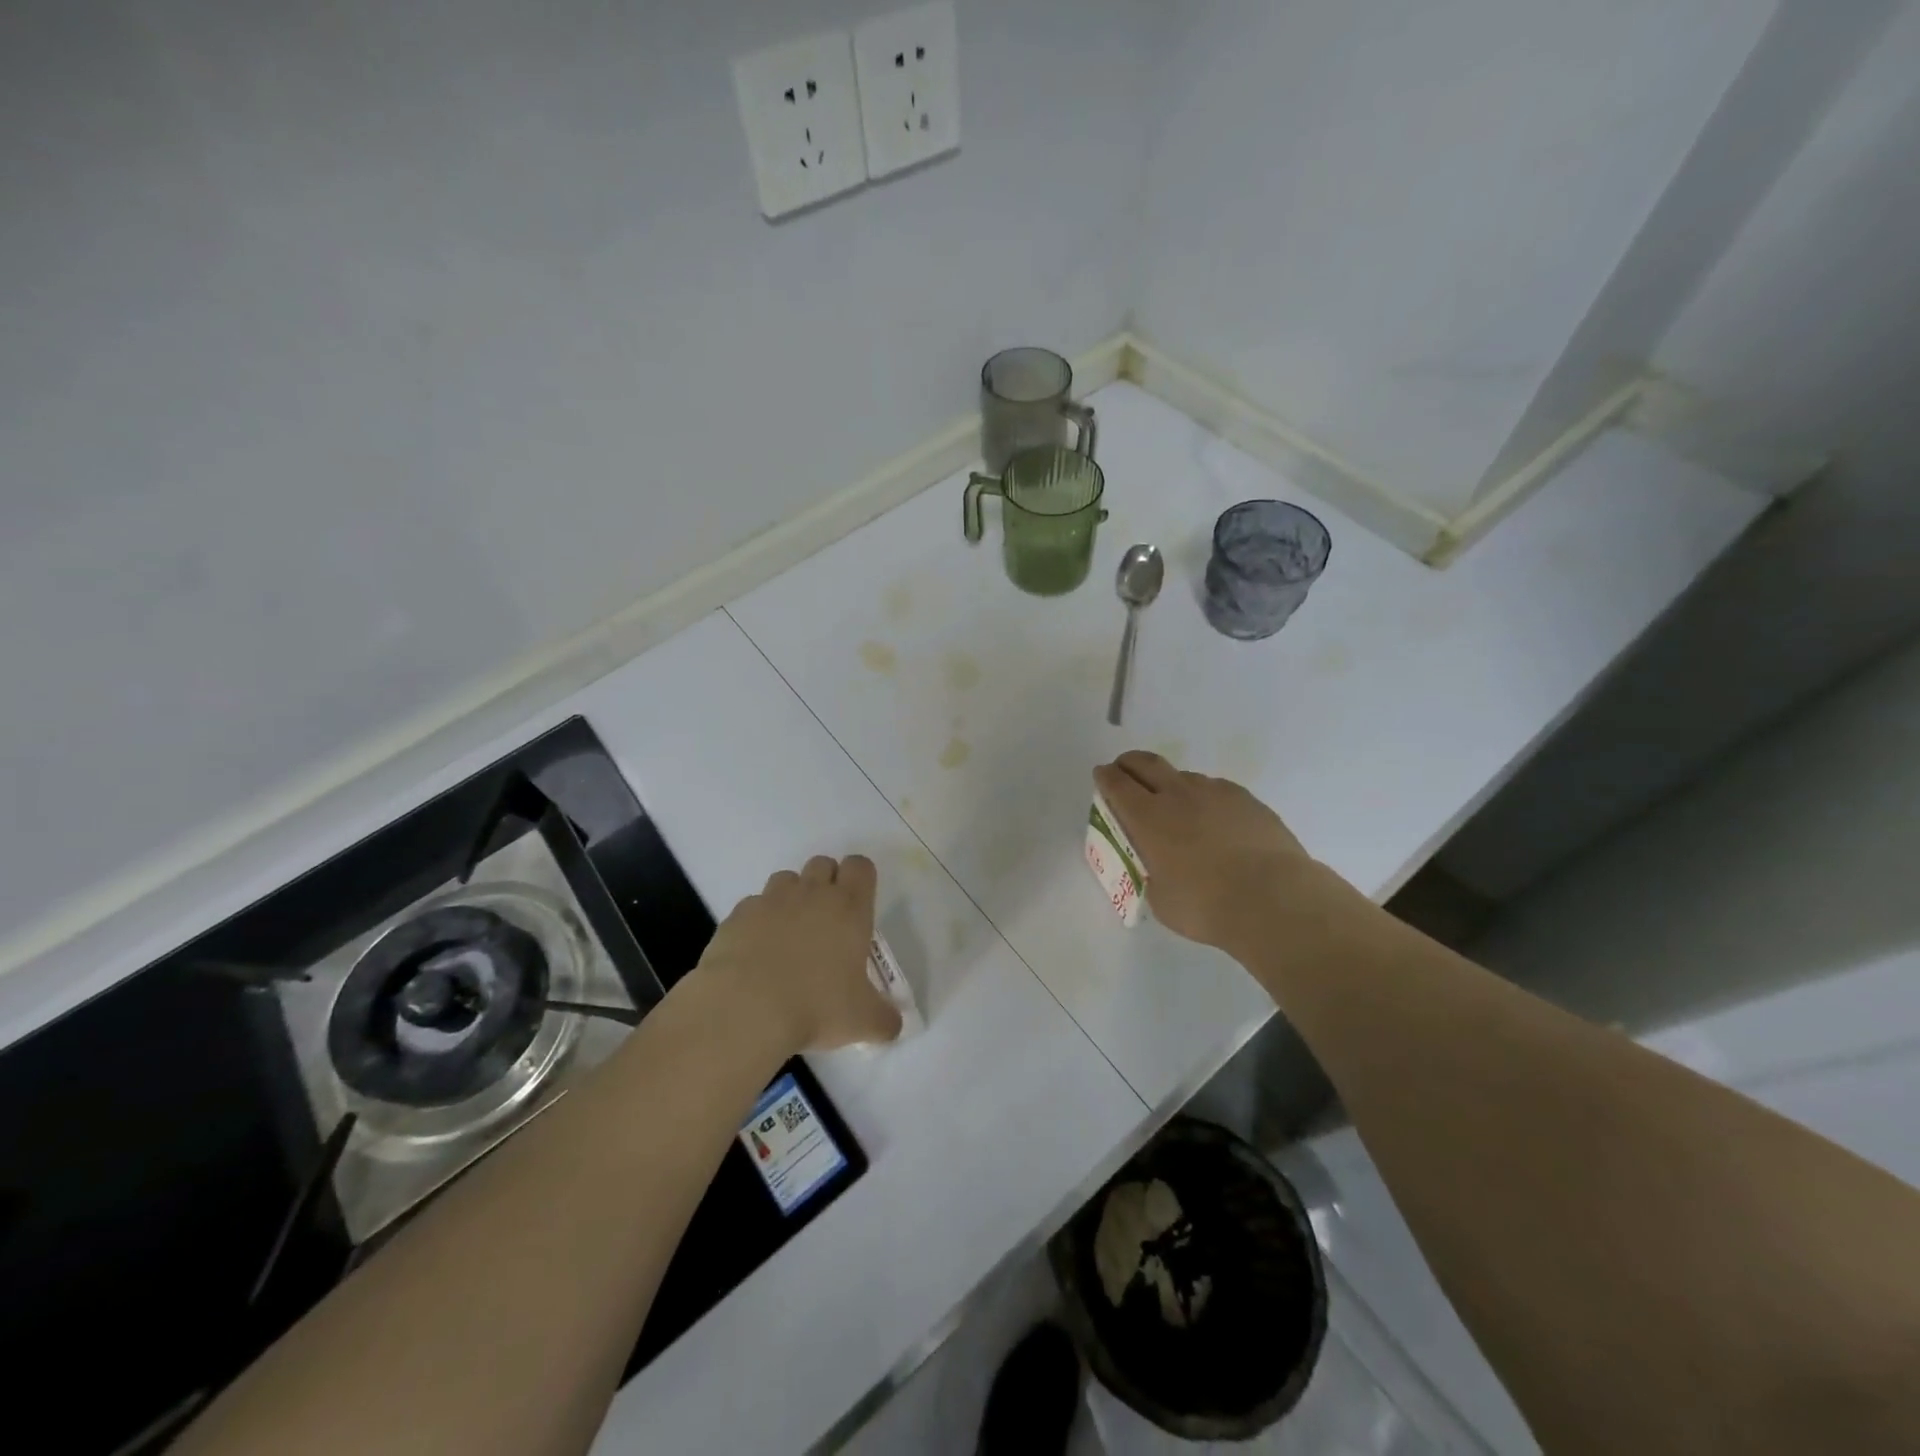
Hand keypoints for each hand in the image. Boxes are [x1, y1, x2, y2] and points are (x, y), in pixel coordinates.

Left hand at [697, 854, 901, 1052]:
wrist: (744, 1009)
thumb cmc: (815, 1006)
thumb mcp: (862, 1021)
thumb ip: (884, 1020)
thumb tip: (894, 1026)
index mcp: (848, 908)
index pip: (860, 866)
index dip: (860, 879)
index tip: (858, 905)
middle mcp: (811, 893)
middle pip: (822, 863)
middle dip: (826, 883)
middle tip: (826, 921)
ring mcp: (770, 900)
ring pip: (785, 879)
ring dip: (791, 898)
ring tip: (789, 935)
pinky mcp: (737, 916)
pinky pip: (753, 906)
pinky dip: (758, 921)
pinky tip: (756, 952)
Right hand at [1093, 751, 1325, 957]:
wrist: (1275, 899)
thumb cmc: (1206, 906)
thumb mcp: (1161, 898)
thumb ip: (1153, 873)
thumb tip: (1160, 867)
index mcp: (1148, 817)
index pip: (1117, 784)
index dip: (1105, 777)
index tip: (1101, 776)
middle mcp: (1178, 795)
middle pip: (1146, 763)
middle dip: (1129, 763)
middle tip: (1124, 771)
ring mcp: (1216, 792)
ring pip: (1184, 777)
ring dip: (1172, 785)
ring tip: (1177, 809)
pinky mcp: (1247, 800)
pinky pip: (1217, 791)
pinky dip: (1206, 800)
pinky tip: (1216, 823)